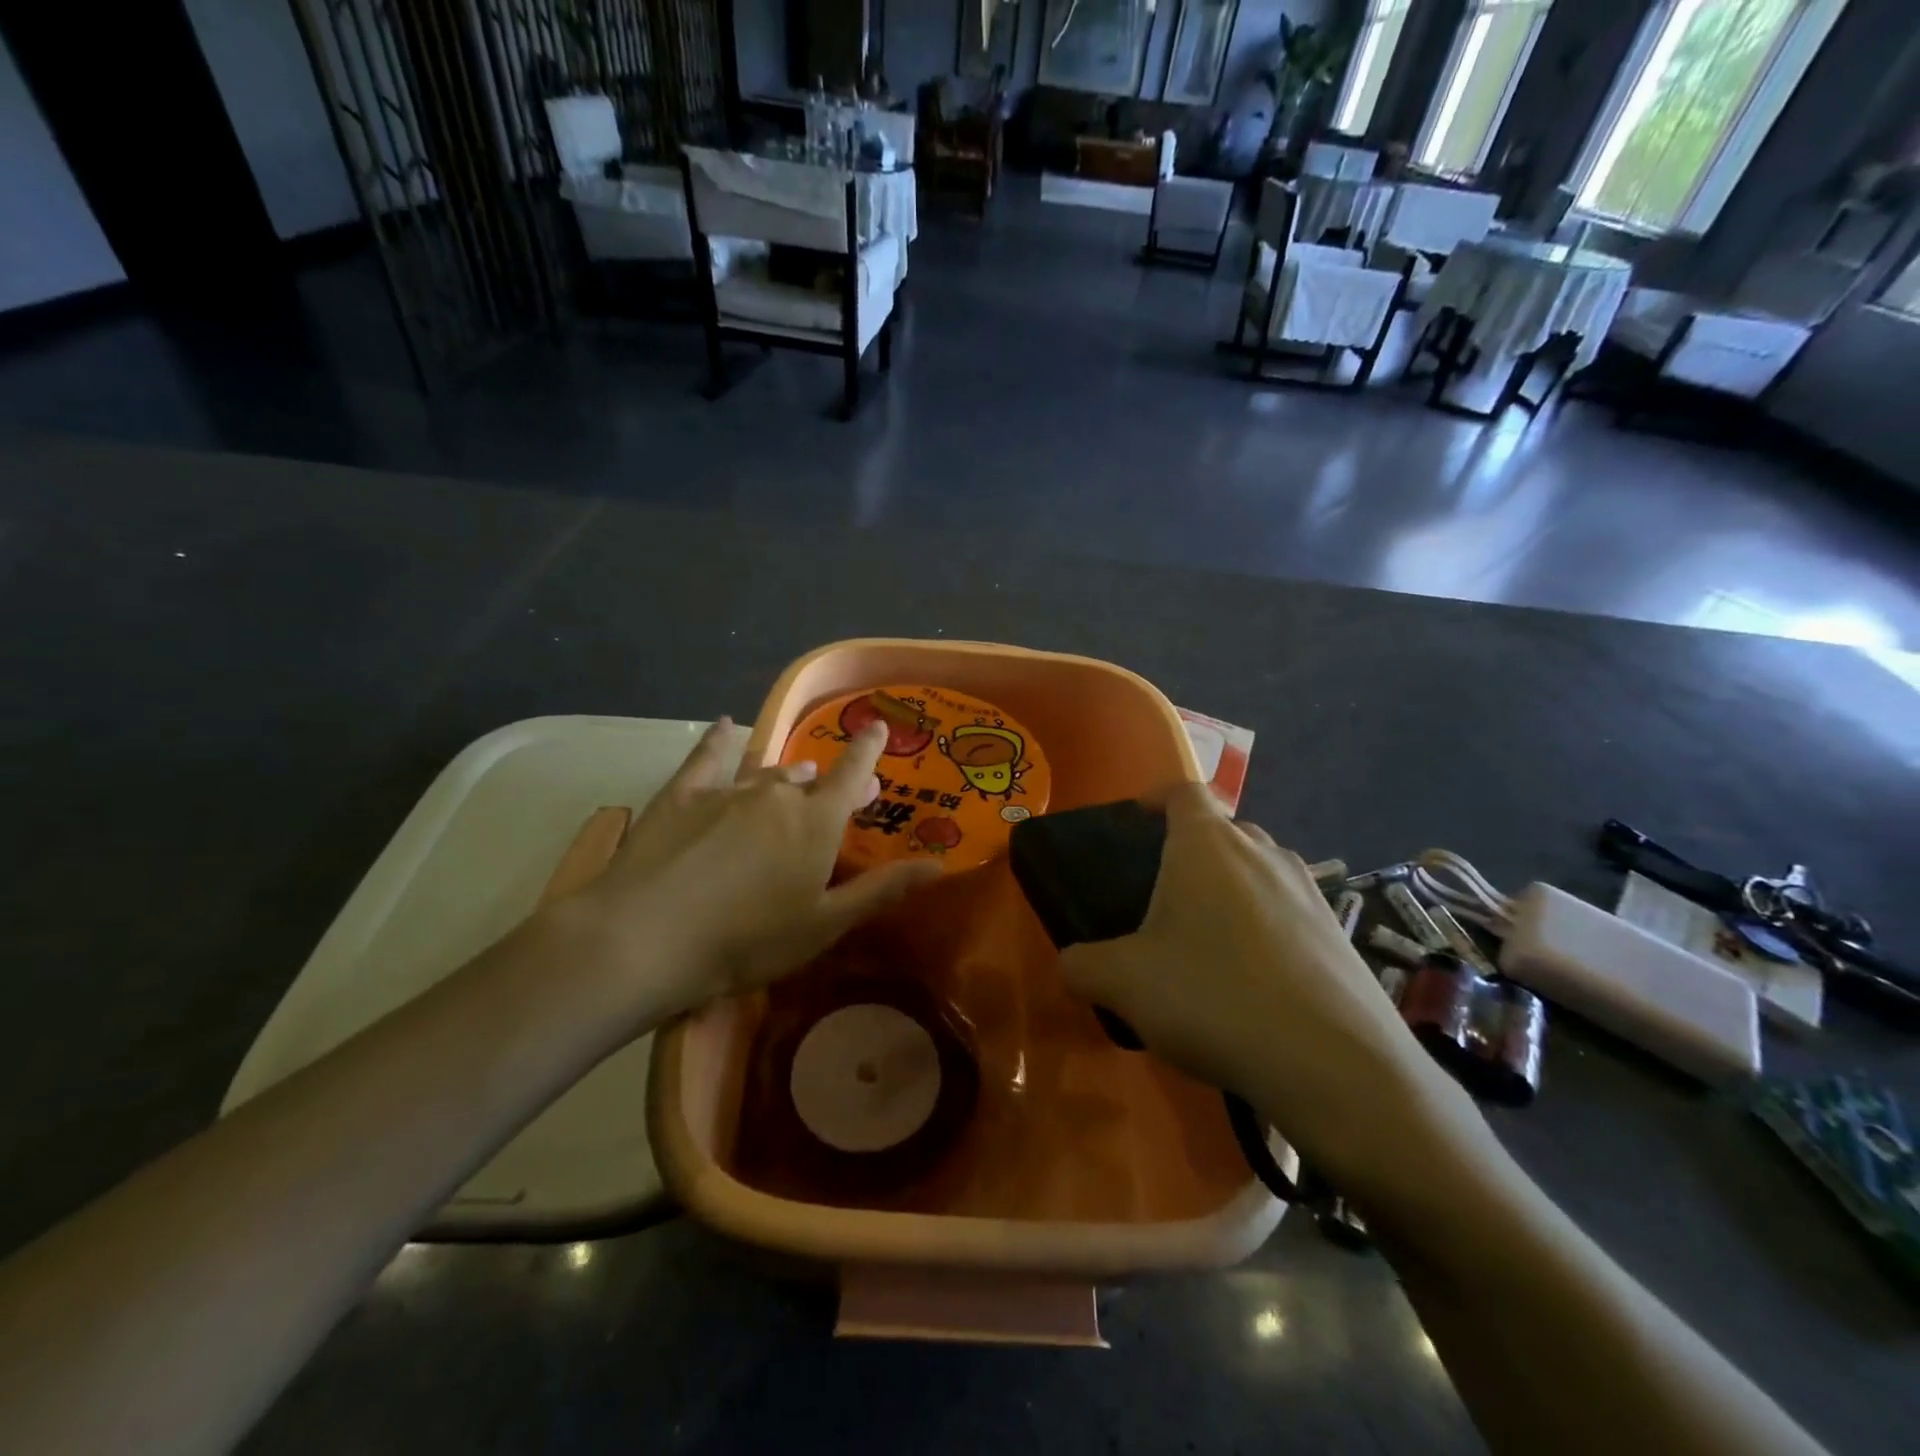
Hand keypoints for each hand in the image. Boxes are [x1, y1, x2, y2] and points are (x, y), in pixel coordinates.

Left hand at [557, 717, 941, 1018]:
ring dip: (784, 776)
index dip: (867, 750)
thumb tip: (938, 864)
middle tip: (833, 790)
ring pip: (766, 774)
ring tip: (794, 775)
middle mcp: (777, 795)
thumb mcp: (825, 925)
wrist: (647, 938)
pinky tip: (722, 727)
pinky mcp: (682, 795)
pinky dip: (719, 741)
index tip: (877, 725)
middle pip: (809, 779)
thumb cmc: (748, 941)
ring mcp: (727, 791)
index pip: (851, 775)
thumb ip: (881, 890)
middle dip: (825, 782)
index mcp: (816, 823)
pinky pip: (707, 758)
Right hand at [1057, 784, 1450, 1189]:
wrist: (1334, 1065)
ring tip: (1208, 938)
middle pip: (1223, 831)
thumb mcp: (1124, 983)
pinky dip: (1267, 928)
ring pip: (1260, 871)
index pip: (1183, 792)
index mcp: (1207, 845)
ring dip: (1232, 890)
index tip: (1137, 817)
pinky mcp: (1341, 934)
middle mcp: (1263, 853)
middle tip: (1163, 893)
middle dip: (1192, 850)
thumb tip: (1071, 964)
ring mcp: (1310, 891)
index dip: (1157, 797)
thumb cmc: (1213, 997)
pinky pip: (1290, 912)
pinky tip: (1254, 980)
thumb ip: (1083, 965)